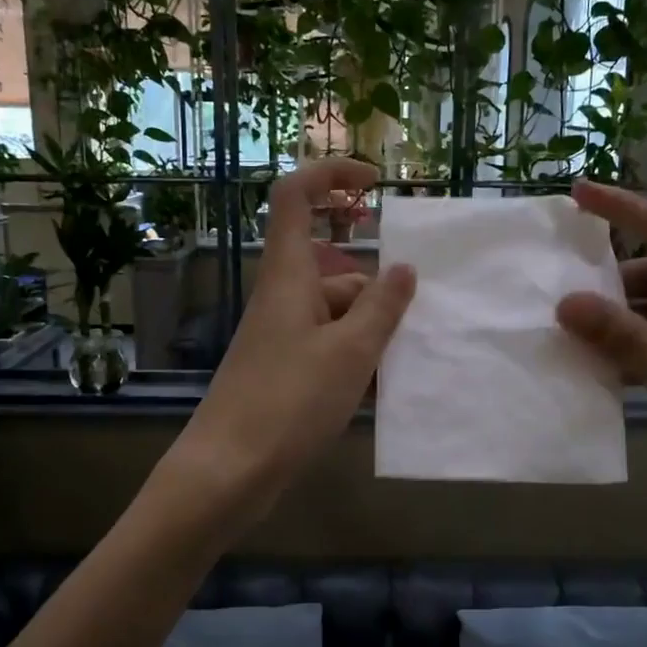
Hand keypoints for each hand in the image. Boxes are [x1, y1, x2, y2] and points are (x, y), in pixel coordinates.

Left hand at [170, 159, 415, 510]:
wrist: (229, 471)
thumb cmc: (289, 401)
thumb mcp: (350, 351)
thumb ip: (382, 307)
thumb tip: (403, 268)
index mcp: (289, 275)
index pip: (296, 196)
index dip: (331, 175)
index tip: (375, 183)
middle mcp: (282, 298)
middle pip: (334, 270)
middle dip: (378, 290)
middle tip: (417, 322)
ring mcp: (281, 337)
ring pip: (337, 315)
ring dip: (372, 332)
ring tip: (405, 365)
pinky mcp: (283, 371)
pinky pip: (328, 348)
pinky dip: (355, 359)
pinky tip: (382, 390)